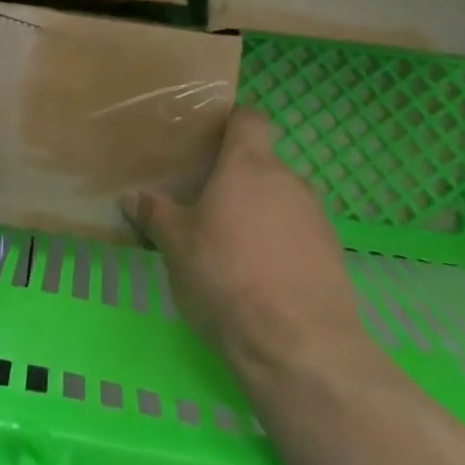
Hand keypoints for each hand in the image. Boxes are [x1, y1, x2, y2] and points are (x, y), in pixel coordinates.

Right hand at [122, 109, 366, 379]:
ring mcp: (316, 216)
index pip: (249, 119)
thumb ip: (155, 215)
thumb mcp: (176, 247)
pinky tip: (260, 278)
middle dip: (236, 180)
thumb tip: (132, 196)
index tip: (209, 141)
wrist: (299, 346)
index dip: (231, 123)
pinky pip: (298, 233)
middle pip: (261, 164)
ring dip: (258, 214)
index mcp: (248, 166)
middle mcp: (288, 180)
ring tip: (231, 248)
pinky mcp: (332, 253)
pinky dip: (279, 244)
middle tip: (206, 207)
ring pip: (280, 200)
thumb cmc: (227, 278)